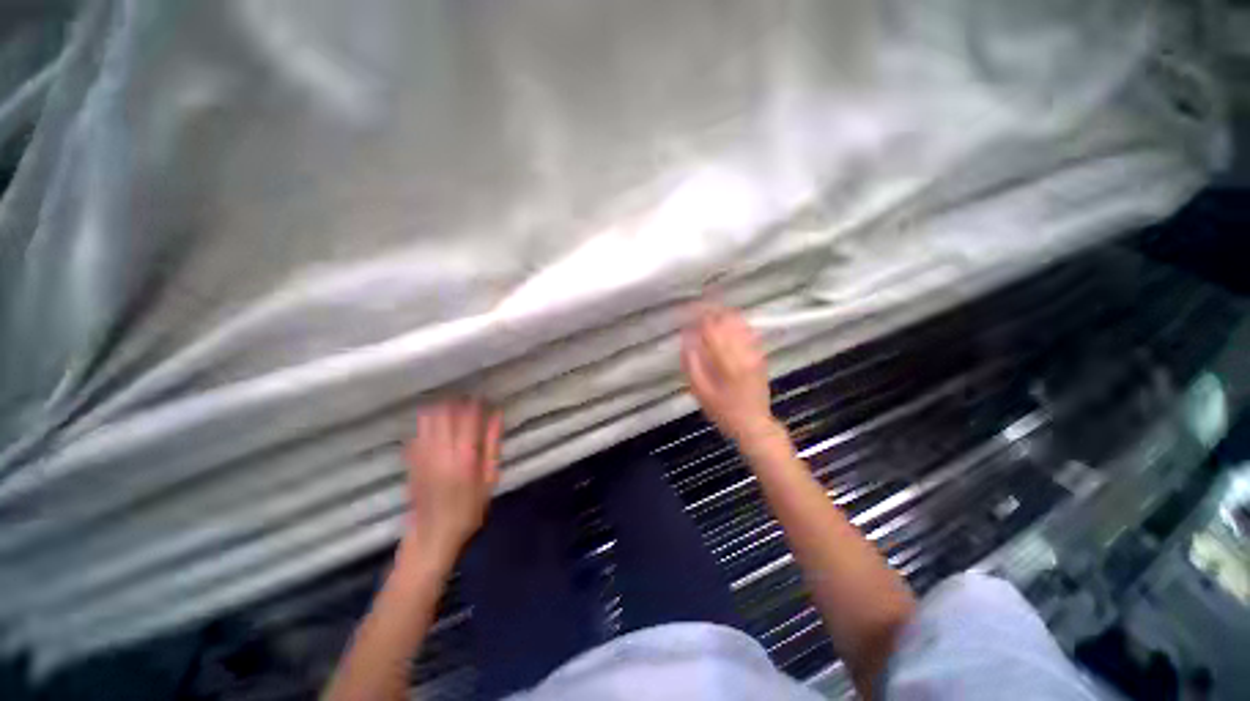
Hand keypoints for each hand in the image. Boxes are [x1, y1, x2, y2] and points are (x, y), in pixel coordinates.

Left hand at [403, 400, 501, 560]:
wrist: (432, 535)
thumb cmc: (469, 509)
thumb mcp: (489, 480)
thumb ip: (492, 446)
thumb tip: (497, 417)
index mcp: (464, 455)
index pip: (468, 418)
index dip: (474, 404)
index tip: (482, 396)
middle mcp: (441, 451)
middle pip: (445, 415)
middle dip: (455, 402)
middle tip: (466, 398)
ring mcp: (422, 455)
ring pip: (427, 421)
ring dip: (439, 410)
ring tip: (449, 406)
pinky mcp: (410, 461)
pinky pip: (416, 434)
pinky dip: (425, 425)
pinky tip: (432, 424)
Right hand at [681, 305, 777, 443]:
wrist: (754, 424)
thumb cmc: (723, 411)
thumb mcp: (700, 390)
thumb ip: (691, 361)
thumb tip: (686, 336)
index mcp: (727, 360)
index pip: (711, 326)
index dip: (697, 314)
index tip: (685, 310)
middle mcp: (744, 351)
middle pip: (727, 318)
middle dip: (710, 309)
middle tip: (694, 309)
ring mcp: (755, 351)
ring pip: (738, 321)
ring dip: (722, 313)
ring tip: (707, 314)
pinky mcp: (760, 354)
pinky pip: (747, 330)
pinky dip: (734, 323)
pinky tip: (724, 325)